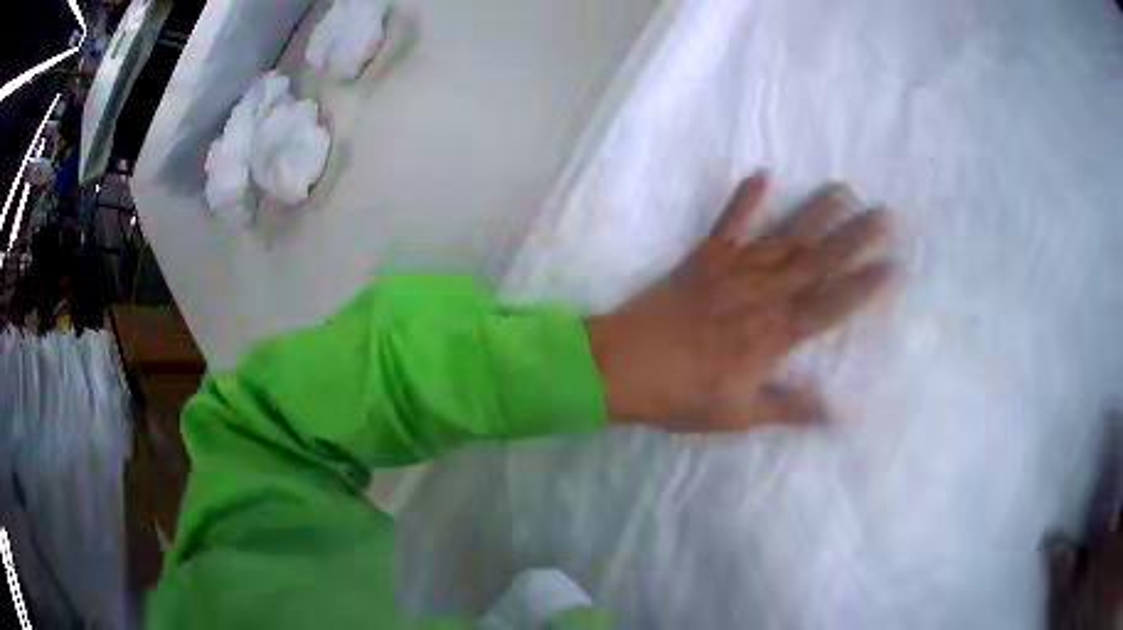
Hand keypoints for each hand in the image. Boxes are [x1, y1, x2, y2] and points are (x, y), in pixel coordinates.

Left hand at [586, 173, 896, 431]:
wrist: (618, 367)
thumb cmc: (679, 395)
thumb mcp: (738, 414)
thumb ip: (790, 408)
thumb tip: (841, 414)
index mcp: (773, 334)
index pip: (832, 305)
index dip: (865, 286)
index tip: (894, 265)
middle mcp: (761, 294)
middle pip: (817, 261)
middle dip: (855, 237)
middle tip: (885, 213)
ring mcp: (732, 270)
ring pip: (784, 236)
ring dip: (815, 212)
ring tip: (843, 189)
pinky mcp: (702, 258)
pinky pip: (727, 223)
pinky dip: (744, 199)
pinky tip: (761, 175)